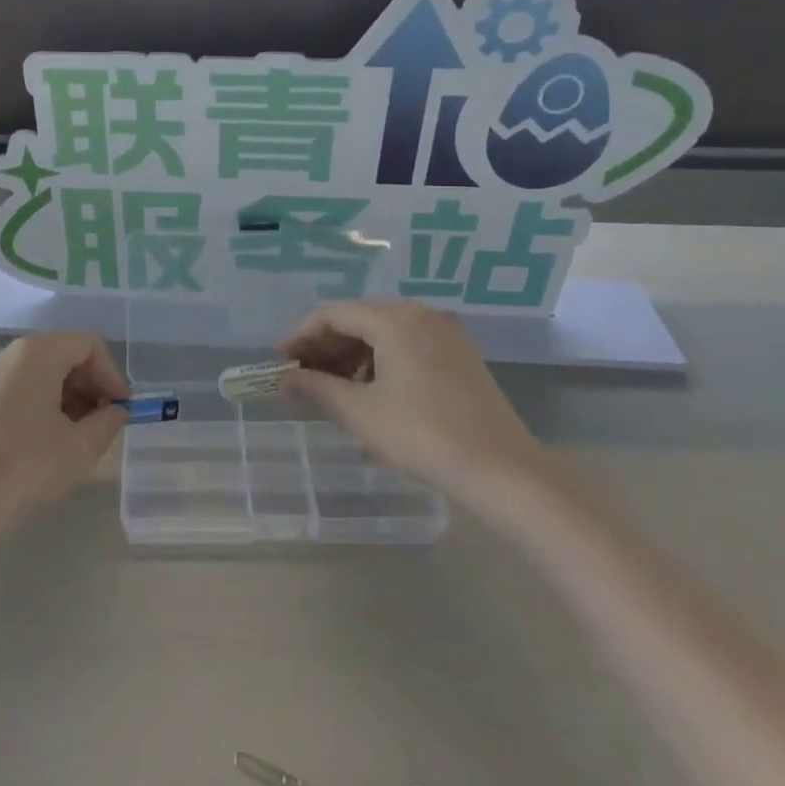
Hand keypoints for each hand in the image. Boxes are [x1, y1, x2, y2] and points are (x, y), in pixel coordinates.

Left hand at [0, 333, 130, 538]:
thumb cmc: (23, 469)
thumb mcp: (80, 448)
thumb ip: (107, 422)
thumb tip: (115, 411)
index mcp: (35, 353)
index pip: (87, 344)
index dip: (111, 374)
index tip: (120, 412)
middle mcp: (5, 355)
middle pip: (61, 356)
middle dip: (89, 387)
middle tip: (102, 427)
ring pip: (37, 376)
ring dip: (64, 400)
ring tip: (74, 441)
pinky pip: (14, 393)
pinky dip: (37, 409)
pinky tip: (41, 448)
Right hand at [280, 301, 547, 507]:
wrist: (503, 471)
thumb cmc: (423, 435)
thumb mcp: (360, 413)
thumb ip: (316, 388)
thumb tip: (285, 379)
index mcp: (395, 319)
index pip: (333, 314)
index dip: (301, 336)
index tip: (280, 362)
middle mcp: (421, 315)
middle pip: (359, 320)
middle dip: (326, 348)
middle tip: (301, 379)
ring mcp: (445, 335)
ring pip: (383, 336)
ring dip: (352, 359)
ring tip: (332, 392)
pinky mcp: (460, 358)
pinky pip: (407, 348)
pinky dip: (381, 365)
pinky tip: (370, 397)